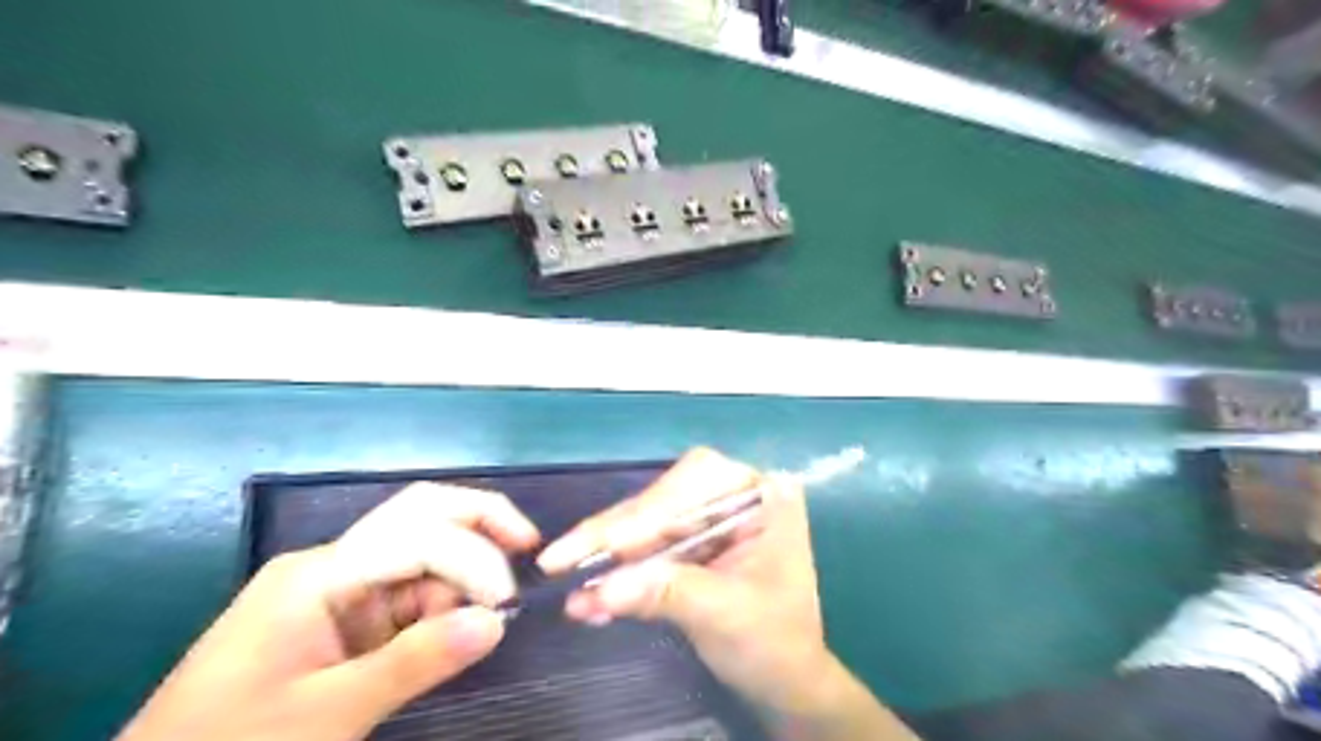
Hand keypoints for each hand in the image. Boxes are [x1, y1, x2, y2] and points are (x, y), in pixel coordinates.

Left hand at [116, 485, 540, 739]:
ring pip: (423, 551)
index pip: (417, 538)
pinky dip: (445, 599)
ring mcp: (340, 588)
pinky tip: (462, 622)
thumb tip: (499, 621)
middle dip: (478, 520)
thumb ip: (415, 662)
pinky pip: (410, 590)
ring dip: (465, 568)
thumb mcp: (327, 715)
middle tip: (529, 542)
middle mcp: (334, 564)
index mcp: (320, 573)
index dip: (473, 559)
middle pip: (419, 515)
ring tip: (494, 608)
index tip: (508, 605)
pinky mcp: (346, 616)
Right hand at [536, 448, 922, 736]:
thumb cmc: (774, 643)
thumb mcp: (724, 615)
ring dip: (608, 556)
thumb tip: (600, 589)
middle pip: (664, 500)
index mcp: (763, 494)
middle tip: (559, 559)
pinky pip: (647, 547)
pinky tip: (590, 596)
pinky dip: (618, 572)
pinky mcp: (692, 541)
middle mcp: (735, 492)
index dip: (643, 515)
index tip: (598, 544)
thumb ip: (665, 593)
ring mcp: (712, 515)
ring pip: (648, 523)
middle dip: (615, 534)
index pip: (695, 485)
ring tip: (568, 581)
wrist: (785, 682)